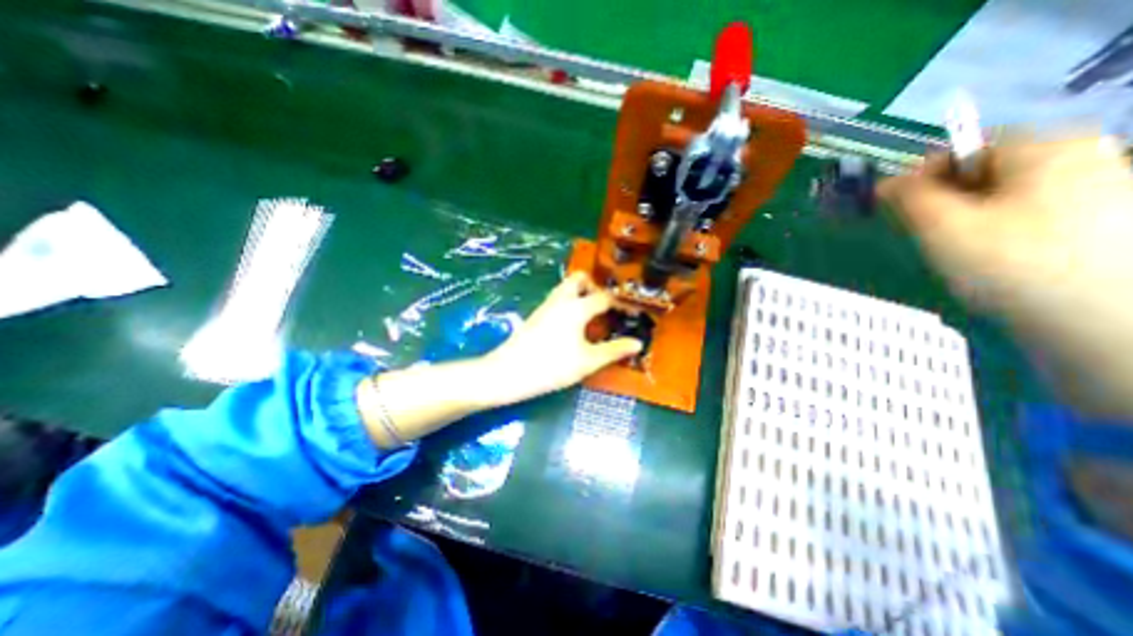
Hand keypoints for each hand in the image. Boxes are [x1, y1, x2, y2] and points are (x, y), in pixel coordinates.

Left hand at [482, 270, 641, 400]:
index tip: (631, 312)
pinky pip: (558, 299)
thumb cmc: (552, 366)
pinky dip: (569, 302)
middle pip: (579, 278)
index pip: (604, 297)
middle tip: (605, 307)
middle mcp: (561, 299)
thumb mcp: (587, 361)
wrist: (508, 372)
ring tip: (592, 316)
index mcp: (577, 307)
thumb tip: (637, 343)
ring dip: (581, 294)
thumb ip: (614, 350)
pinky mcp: (537, 315)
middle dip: (595, 287)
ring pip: (566, 287)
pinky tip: (573, 325)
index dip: (621, 303)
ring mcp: (546, 305)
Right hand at [881, 134, 1132, 417]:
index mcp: (1047, 148)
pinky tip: (992, 262)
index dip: (921, 176)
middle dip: (944, 201)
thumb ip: (908, 198)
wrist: (1106, 324)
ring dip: (967, 220)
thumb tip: (886, 184)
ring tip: (957, 253)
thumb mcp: (941, 227)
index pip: (965, 148)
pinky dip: (998, 233)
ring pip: (1004, 197)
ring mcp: (1103, 192)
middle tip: (924, 234)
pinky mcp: (1103, 226)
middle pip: (986, 172)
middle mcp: (1084, 159)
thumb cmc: (1011, 264)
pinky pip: (1030, 217)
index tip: (896, 209)